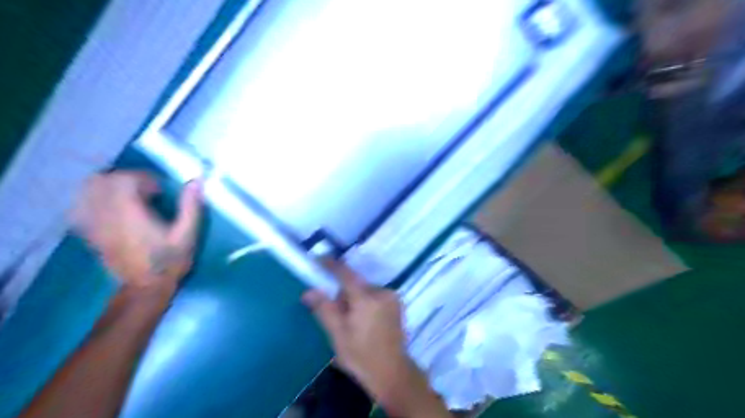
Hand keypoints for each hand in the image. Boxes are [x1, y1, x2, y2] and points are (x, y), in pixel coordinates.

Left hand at [71, 172, 201, 292]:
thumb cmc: (170, 261)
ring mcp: (96, 225)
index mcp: (131, 215)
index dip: (143, 178)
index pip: (125, 180)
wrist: (146, 288)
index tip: (160, 189)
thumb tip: (196, 181)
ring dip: (108, 186)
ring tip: (129, 195)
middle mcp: (108, 216)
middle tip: (147, 190)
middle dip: (126, 179)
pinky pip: (82, 208)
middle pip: (103, 181)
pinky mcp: (91, 233)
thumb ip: (191, 207)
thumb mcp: (188, 235)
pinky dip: (94, 200)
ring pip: (88, 192)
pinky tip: (112, 206)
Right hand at [304, 259, 417, 406]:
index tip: (320, 259)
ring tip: (352, 323)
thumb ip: (324, 309)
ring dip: (355, 299)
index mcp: (366, 299)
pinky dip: (366, 303)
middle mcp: (381, 292)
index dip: (332, 265)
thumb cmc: (361, 356)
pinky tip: (365, 322)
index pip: (346, 274)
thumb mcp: (337, 334)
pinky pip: (375, 296)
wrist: (392, 372)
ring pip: (365, 290)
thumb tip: (308, 291)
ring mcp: (392, 298)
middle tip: (337, 315)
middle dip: (343, 294)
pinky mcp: (397, 304)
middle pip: (355, 284)